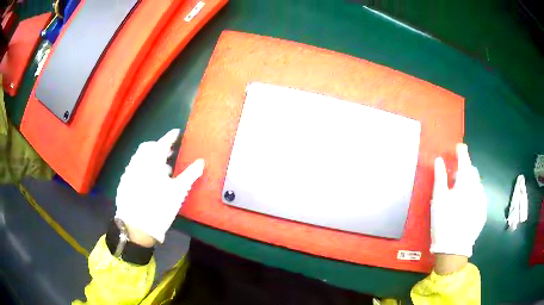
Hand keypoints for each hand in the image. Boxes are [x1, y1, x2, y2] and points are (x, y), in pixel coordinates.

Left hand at [115, 129, 204, 243]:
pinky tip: (146, 181)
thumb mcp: (178, 191)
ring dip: (149, 157)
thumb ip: (190, 174)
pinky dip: (141, 167)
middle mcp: (138, 162)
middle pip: (147, 147)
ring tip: (159, 169)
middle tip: (168, 152)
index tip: (176, 132)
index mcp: (152, 162)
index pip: (162, 143)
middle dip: (158, 146)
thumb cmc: (160, 207)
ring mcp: (128, 172)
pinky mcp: (123, 182)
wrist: (137, 226)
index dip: (170, 136)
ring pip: (138, 157)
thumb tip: (201, 162)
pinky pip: (133, 168)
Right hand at [430, 144, 486, 258]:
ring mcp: (482, 201)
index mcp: (465, 183)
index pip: (465, 161)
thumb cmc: (444, 221)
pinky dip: (474, 195)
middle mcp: (477, 188)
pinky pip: (479, 196)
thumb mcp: (438, 199)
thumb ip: (440, 177)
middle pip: (472, 172)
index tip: (459, 146)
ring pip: (477, 184)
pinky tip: (467, 205)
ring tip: (461, 192)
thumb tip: (440, 160)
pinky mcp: (483, 212)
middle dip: (465, 170)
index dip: (461, 152)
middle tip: (456, 177)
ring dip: (470, 183)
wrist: (454, 248)